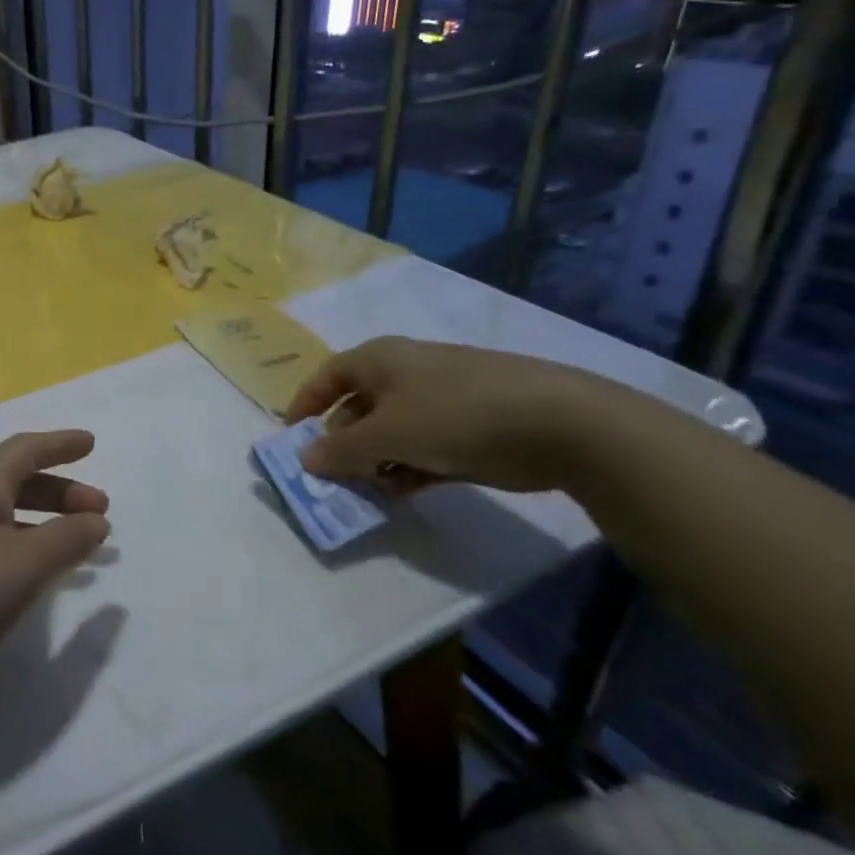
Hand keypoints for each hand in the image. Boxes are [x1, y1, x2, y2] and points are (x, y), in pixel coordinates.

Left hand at [0, 430, 109, 704]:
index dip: (61, 444)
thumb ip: (65, 541)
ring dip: (40, 522)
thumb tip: (96, 520)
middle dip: (59, 491)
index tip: (91, 443)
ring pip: (0, 513)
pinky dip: (16, 547)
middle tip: (98, 510)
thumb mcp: (22, 565)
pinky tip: (24, 577)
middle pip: (15, 480)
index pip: (27, 449)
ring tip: (73, 546)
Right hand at [285, 337, 612, 493]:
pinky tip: (402, 494)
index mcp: (380, 360)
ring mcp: (440, 400)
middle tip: (332, 476)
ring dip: (374, 461)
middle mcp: (405, 373)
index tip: (293, 439)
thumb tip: (306, 457)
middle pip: (357, 407)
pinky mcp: (469, 428)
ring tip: (368, 492)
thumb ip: (342, 450)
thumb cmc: (456, 415)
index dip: (305, 404)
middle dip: (341, 442)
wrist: (562, 424)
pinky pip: (422, 448)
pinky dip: (406, 468)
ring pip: (390, 431)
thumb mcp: (388, 435)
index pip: (327, 377)